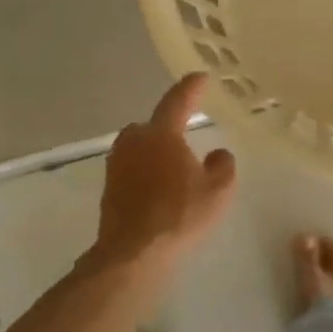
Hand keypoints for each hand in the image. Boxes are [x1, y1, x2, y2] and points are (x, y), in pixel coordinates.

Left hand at [94, 73, 236, 266]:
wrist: (134, 254)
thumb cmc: (181, 215)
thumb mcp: (218, 190)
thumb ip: (223, 165)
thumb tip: (217, 154)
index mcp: (161, 133)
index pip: (178, 100)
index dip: (191, 87)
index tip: (201, 76)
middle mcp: (134, 141)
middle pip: (155, 126)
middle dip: (171, 128)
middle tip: (190, 139)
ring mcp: (117, 164)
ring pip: (142, 148)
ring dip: (158, 153)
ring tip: (178, 170)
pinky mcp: (109, 188)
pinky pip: (134, 169)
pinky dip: (148, 174)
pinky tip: (162, 192)